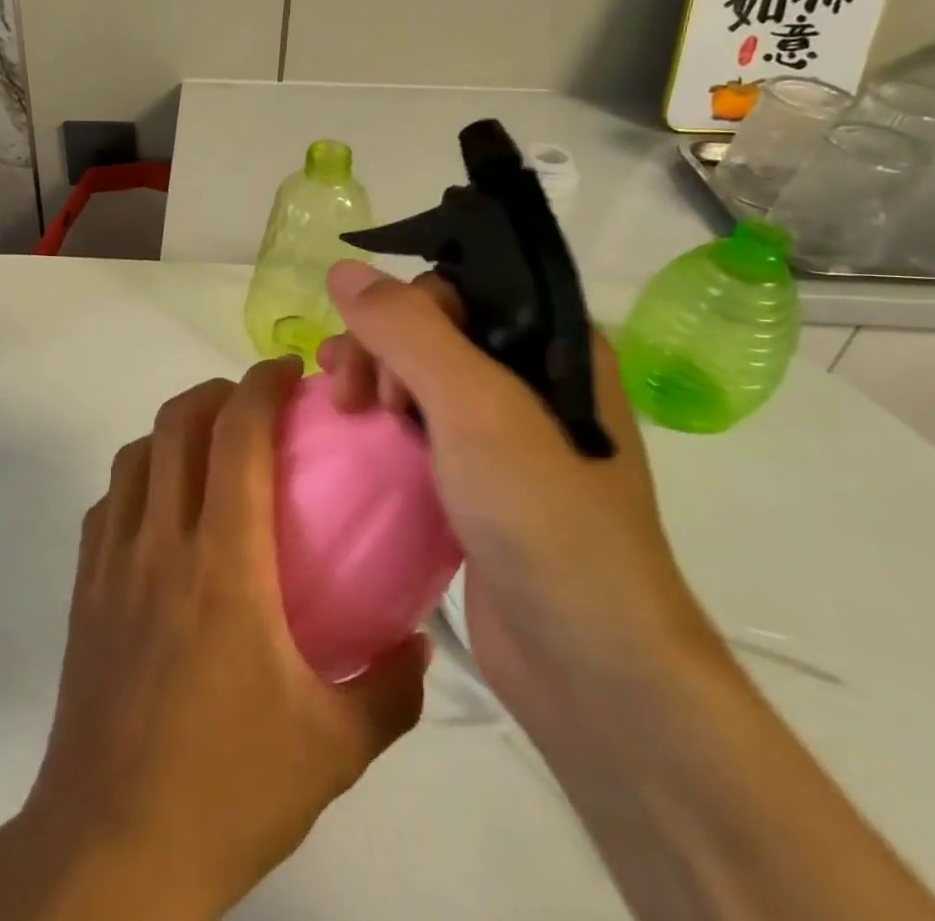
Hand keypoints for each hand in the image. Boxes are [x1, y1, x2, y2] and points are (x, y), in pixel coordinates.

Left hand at [3, 358, 427, 918]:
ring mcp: (113, 559)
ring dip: (173, 429)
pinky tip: (165, 510)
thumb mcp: (335, 746)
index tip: (287, 369)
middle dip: (216, 392)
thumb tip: (418, 642)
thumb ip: (390, 686)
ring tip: (209, 447)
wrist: (113, 843)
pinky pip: (109, 501)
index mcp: (224, 561)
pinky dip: (140, 478)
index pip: (237, 436)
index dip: (261, 385)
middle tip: (254, 403)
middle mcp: (161, 539)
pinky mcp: (85, 584)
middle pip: (176, 423)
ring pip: (135, 453)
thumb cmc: (229, 786)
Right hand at [318, 263, 722, 735]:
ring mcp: (506, 432)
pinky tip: (356, 432)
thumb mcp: (474, 406)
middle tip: (351, 396)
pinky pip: (420, 424)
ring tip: (344, 411)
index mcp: (554, 344)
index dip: (404, 311)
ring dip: (374, 379)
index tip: (375, 361)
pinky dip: (383, 421)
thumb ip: (408, 330)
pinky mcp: (480, 478)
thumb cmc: (541, 515)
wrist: (590, 665)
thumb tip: (343, 268)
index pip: (459, 289)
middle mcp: (533, 377)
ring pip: (420, 375)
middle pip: (432, 328)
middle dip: (378, 349)